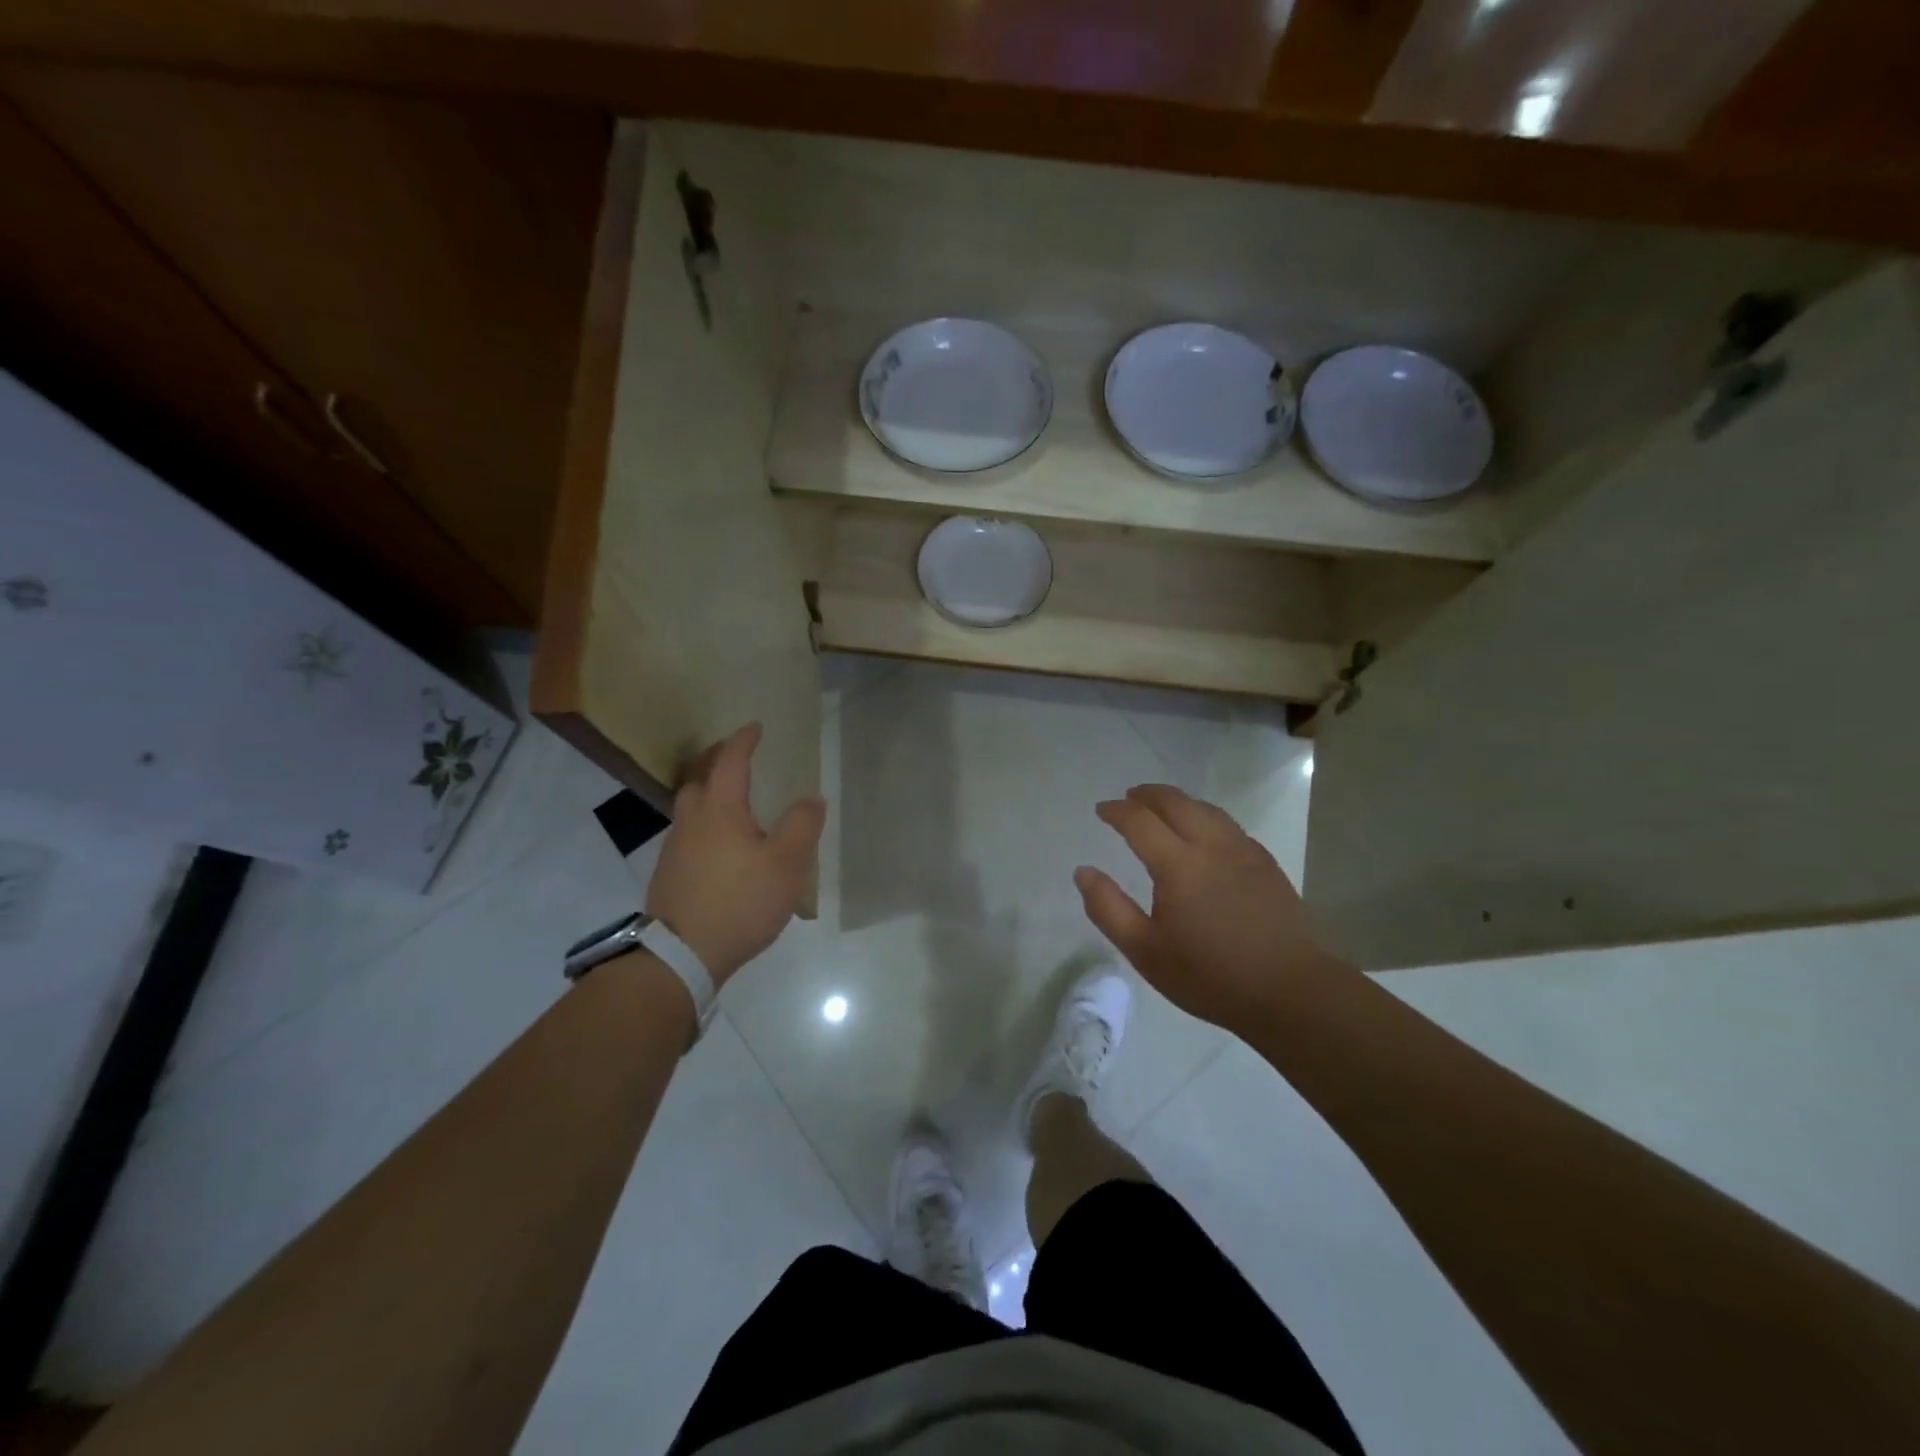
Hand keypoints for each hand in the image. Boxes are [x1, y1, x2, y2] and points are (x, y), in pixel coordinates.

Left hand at [645, 723, 826, 986]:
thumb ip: (802, 826)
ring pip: (690, 807)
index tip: (755, 728)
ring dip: (708, 794)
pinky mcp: (668, 875)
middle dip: (717, 762)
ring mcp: (674, 848)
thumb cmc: (740, 901)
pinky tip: (719, 846)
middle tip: (737, 759)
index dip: (743, 742)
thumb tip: (811, 798)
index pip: (731, 762)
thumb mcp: (786, 864)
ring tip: (731, 802)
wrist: (682, 954)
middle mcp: (692, 821)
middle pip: (699, 778)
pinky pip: (688, 834)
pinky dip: (704, 825)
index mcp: (721, 810)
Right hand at [1075, 784, 1349, 1031]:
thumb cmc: (1210, 976)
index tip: (1102, 810)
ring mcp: (1243, 851)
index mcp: (1178, 865)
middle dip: (1147, 794)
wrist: (1290, 991)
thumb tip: (1083, 871)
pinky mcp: (1265, 863)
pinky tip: (1203, 833)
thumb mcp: (1146, 951)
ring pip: (1205, 809)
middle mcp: (1211, 846)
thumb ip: (1108, 908)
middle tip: (1128, 798)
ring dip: (1177, 801)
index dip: (1116, 810)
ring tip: (1161, 808)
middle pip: (1175, 802)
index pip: (1139, 821)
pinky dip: (1204, 816)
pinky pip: (1228, 824)